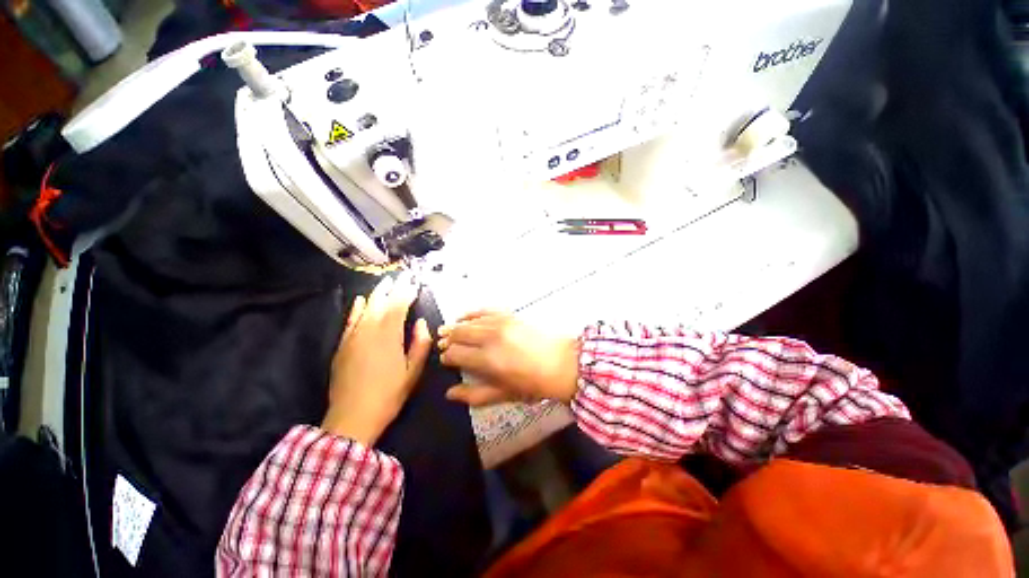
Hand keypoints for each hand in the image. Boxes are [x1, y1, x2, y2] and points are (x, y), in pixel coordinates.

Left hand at [322, 274, 431, 445]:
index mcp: (389, 336)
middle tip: (400, 277)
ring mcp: (353, 337)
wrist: (353, 417)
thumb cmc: (389, 394)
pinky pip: (350, 320)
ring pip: (366, 308)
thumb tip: (421, 323)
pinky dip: (357, 308)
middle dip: (391, 288)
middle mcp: (369, 331)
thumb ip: (420, 343)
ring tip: (385, 283)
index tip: (414, 283)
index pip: (398, 306)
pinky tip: (361, 301)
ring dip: (376, 294)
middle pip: (381, 303)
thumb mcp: (413, 371)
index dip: (406, 292)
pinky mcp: (343, 345)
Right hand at [438, 311, 579, 406]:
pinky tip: (464, 315)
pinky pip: (485, 309)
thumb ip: (475, 394)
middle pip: (459, 334)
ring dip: (456, 326)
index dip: (447, 357)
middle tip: (444, 344)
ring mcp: (501, 323)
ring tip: (448, 330)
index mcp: (488, 360)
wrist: (564, 362)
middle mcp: (490, 338)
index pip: (456, 354)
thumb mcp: (505, 394)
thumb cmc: (535, 384)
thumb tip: (450, 394)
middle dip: (448, 340)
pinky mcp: (510, 315)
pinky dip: (472, 312)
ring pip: (470, 321)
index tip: (446, 360)